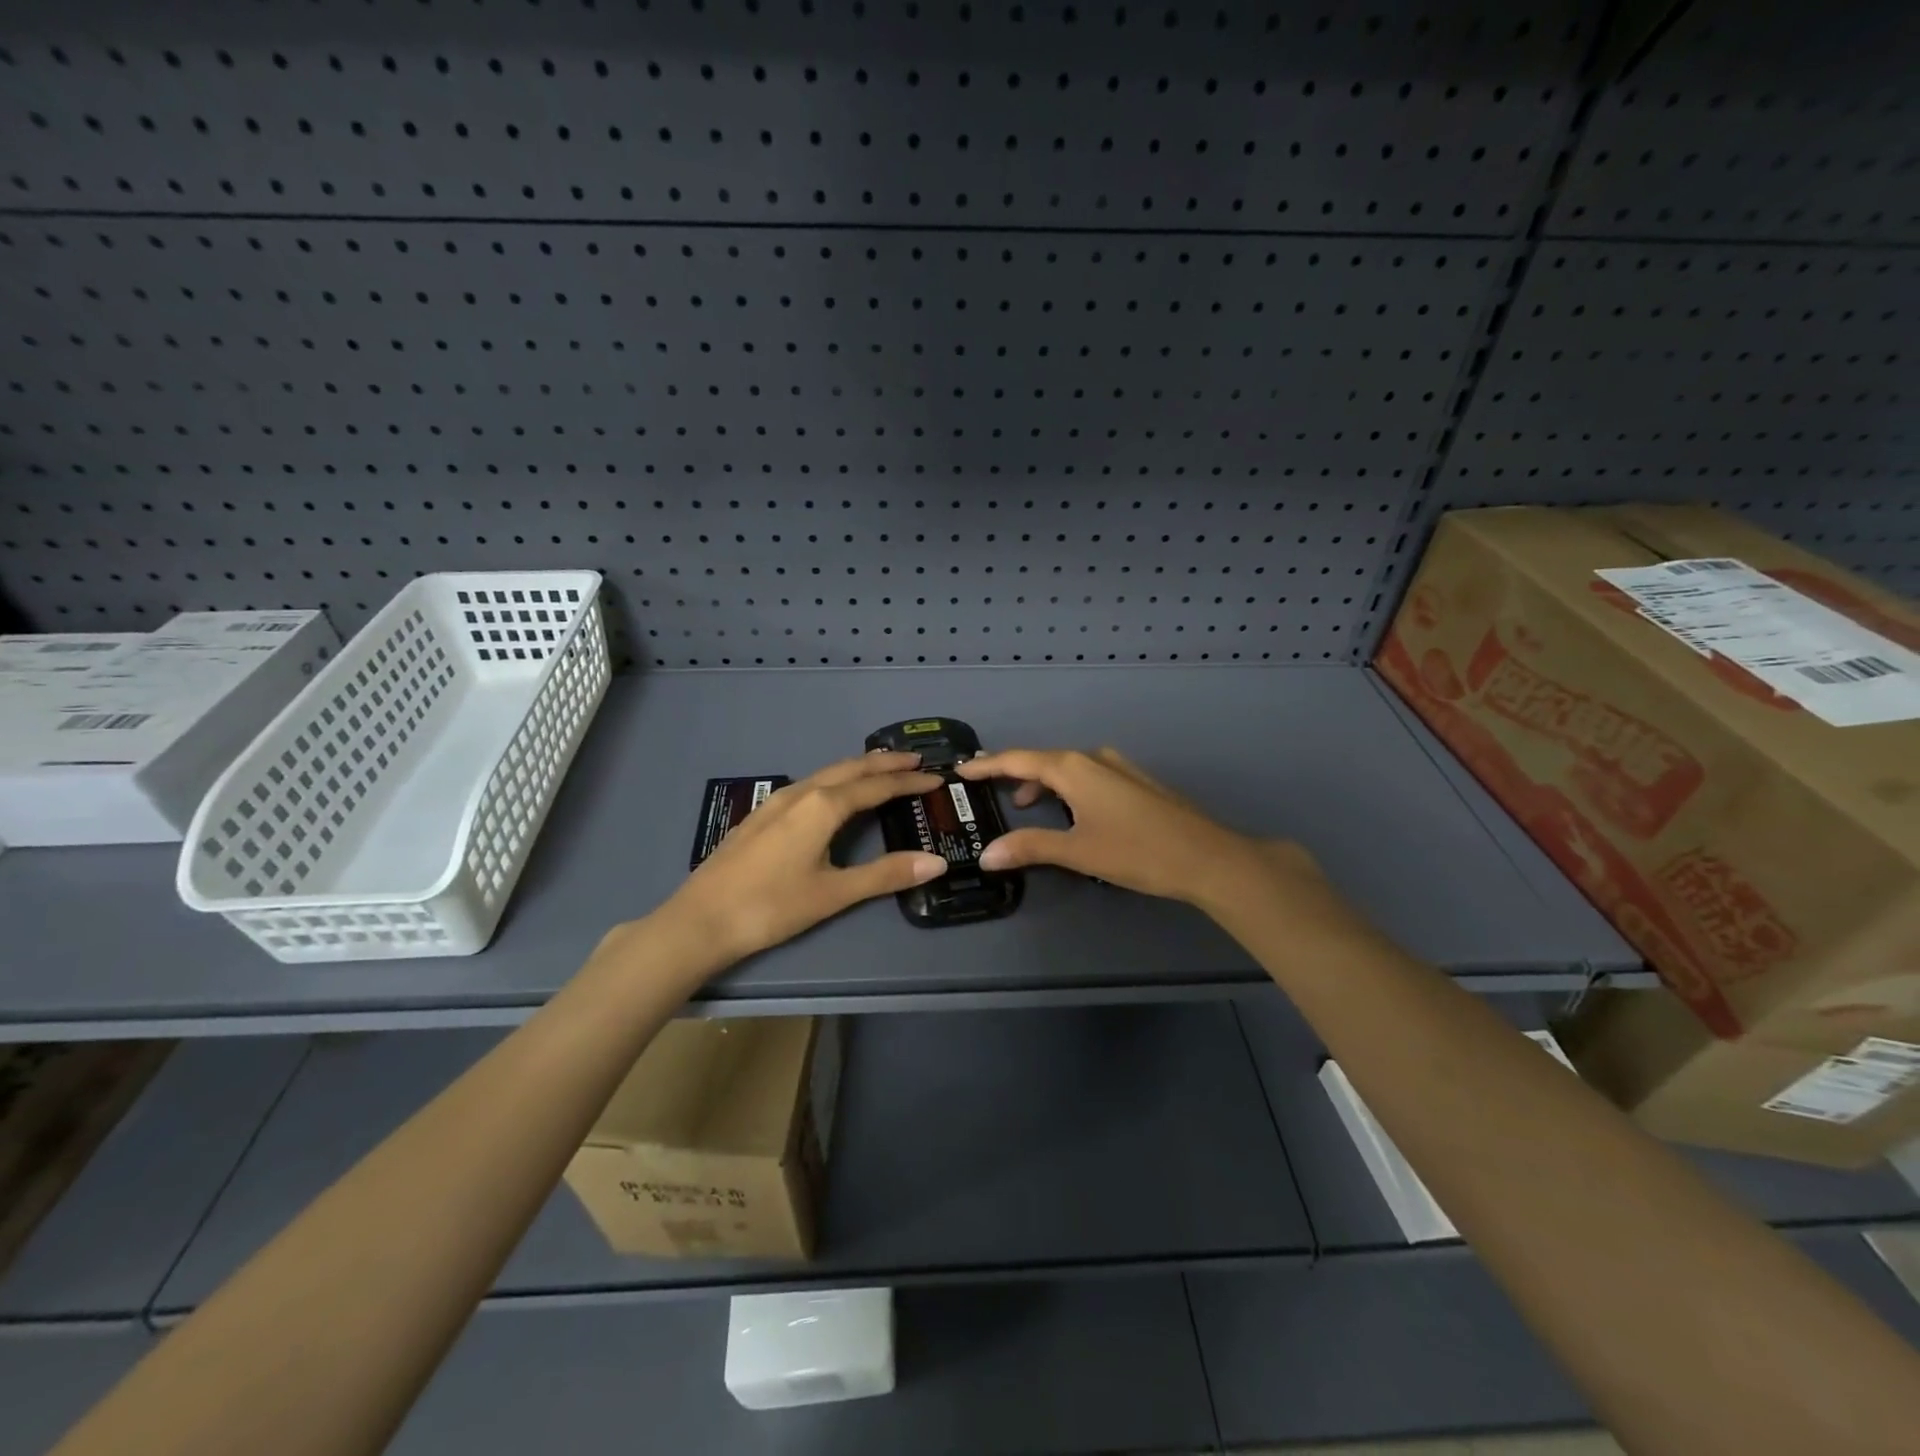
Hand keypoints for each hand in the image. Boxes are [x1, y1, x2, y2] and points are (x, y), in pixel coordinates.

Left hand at [660, 752, 947, 963]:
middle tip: (915, 760)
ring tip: (881, 768)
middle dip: (885, 763)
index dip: (908, 781)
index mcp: (823, 806)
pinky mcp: (761, 815)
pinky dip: (834, 779)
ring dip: (858, 768)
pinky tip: (832, 793)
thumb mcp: (834, 893)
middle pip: (850, 768)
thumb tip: (936, 862)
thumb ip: (885, 875)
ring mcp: (776, 802)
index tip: (936, 777)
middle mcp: (801, 793)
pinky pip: (809, 783)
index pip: (876, 786)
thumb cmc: (771, 906)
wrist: (700, 920)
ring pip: (826, 773)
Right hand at [958, 745, 1336, 916]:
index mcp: (1074, 768)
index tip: (961, 769)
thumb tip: (987, 854)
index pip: (1018, 759)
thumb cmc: (1137, 851)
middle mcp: (1093, 759)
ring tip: (1025, 805)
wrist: (1207, 857)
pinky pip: (1088, 776)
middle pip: (1043, 760)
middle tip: (987, 786)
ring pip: (1068, 769)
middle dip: (1013, 773)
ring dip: (1043, 784)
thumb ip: (1030, 848)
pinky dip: (1067, 789)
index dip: (987, 765)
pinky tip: (1070, 811)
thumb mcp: (1078, 852)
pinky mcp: (1135, 783)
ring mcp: (1118, 768)